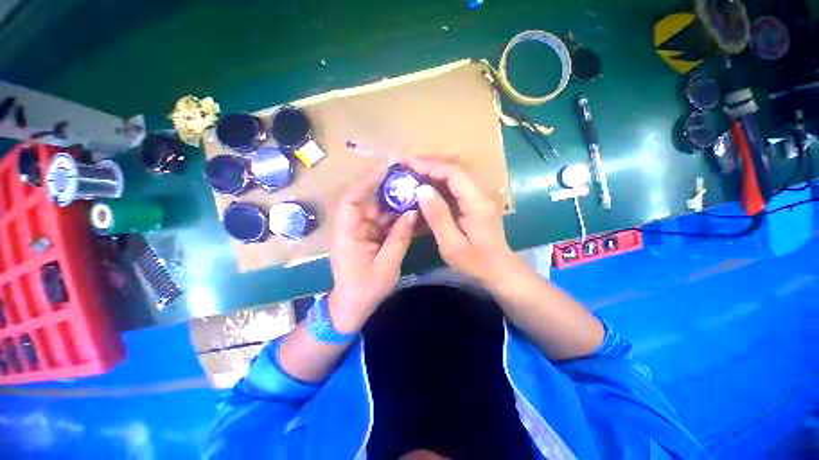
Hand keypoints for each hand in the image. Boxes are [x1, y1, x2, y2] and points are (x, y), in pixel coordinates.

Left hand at [329, 164, 417, 332]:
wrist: (353, 307)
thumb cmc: (365, 289)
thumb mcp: (387, 265)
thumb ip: (400, 238)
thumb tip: (413, 213)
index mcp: (348, 233)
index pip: (351, 200)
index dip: (366, 182)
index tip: (384, 170)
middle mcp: (352, 228)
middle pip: (369, 204)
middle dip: (388, 193)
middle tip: (409, 181)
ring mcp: (361, 233)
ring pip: (379, 214)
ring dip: (395, 206)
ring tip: (414, 195)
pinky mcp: (369, 239)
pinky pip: (383, 224)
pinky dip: (396, 220)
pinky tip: (411, 214)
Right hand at [406, 158, 516, 283]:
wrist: (500, 270)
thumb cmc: (476, 263)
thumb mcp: (452, 245)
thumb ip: (437, 217)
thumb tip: (421, 190)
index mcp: (477, 202)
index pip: (453, 172)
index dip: (429, 165)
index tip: (406, 164)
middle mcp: (482, 192)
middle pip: (456, 166)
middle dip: (430, 163)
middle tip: (407, 166)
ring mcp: (481, 194)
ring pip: (457, 171)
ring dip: (434, 168)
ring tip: (413, 172)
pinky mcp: (477, 199)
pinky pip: (458, 181)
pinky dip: (440, 179)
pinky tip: (427, 184)